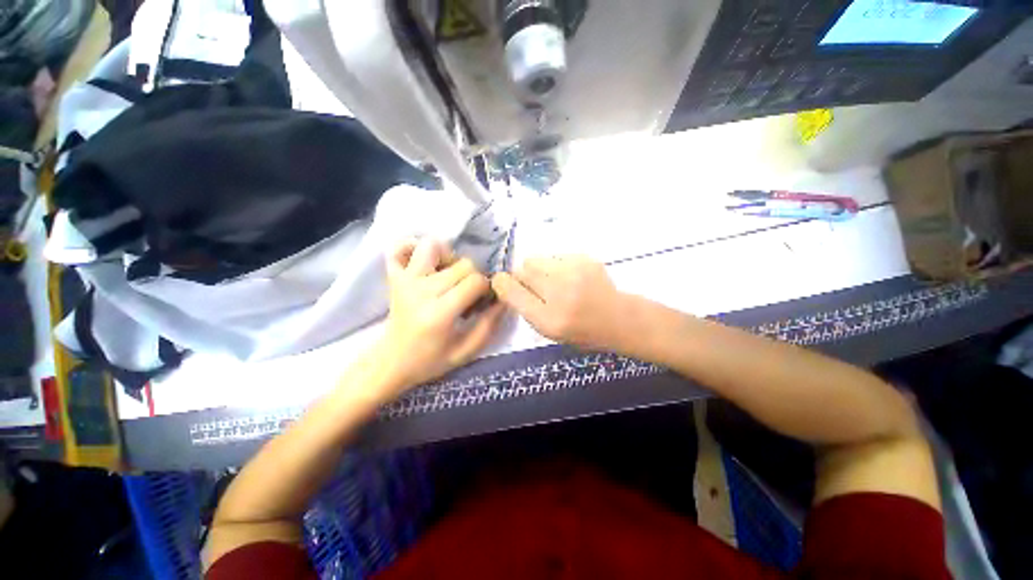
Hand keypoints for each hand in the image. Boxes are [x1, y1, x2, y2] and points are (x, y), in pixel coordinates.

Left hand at [374, 238, 503, 392]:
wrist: (391, 363)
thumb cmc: (430, 361)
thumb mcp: (466, 352)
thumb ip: (489, 325)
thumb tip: (504, 299)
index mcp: (440, 313)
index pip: (476, 281)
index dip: (487, 289)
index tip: (482, 303)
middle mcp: (421, 291)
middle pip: (462, 264)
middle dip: (473, 277)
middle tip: (467, 295)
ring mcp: (405, 280)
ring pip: (434, 247)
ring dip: (448, 257)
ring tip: (449, 276)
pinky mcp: (394, 277)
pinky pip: (400, 248)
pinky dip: (414, 247)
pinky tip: (425, 263)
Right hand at [492, 255, 630, 350]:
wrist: (617, 318)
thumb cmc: (580, 331)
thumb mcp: (548, 331)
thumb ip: (525, 308)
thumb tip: (507, 283)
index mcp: (549, 319)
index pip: (511, 291)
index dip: (502, 285)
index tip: (503, 284)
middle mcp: (560, 293)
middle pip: (522, 269)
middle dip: (522, 277)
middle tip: (536, 287)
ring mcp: (574, 272)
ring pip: (536, 259)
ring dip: (538, 270)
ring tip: (554, 282)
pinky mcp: (583, 258)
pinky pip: (553, 256)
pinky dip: (555, 266)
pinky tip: (569, 277)